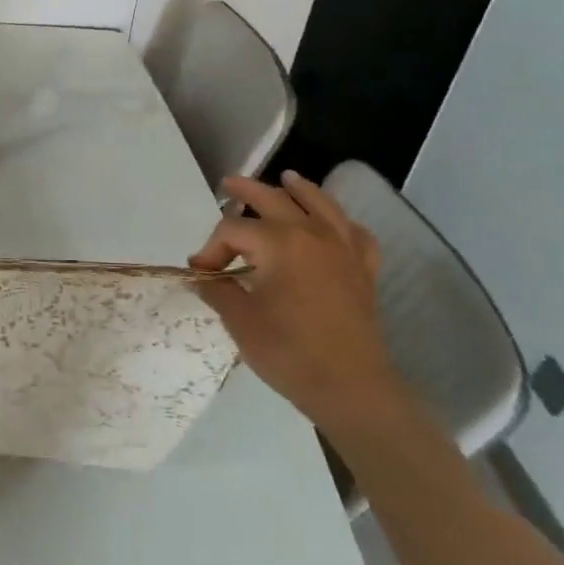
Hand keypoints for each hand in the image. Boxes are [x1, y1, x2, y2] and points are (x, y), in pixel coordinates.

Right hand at [189, 170, 404, 438]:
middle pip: (275, 200)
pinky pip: (355, 234)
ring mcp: (343, 250)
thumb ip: (218, 290)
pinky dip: (341, 223)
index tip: (200, 274)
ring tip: (287, 178)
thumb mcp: (239, 320)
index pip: (233, 230)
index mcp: (279, 243)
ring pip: (321, 205)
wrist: (350, 387)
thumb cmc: (288, 351)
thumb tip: (203, 277)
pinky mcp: (363, 270)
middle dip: (247, 191)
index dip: (210, 249)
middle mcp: (313, 234)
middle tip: (228, 184)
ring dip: (300, 189)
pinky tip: (333, 224)